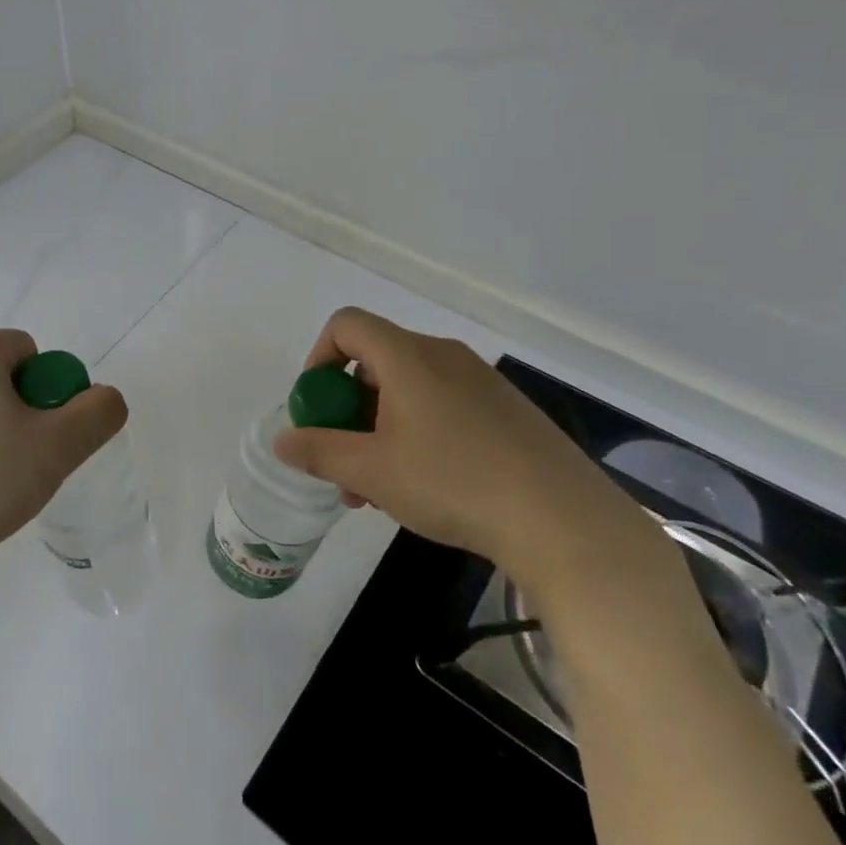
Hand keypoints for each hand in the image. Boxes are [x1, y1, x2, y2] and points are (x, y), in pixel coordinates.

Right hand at [272, 308, 668, 598]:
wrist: (562, 519)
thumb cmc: (453, 482)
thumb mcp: (372, 471)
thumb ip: (319, 450)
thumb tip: (283, 439)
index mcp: (407, 356)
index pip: (346, 325)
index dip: (319, 358)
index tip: (317, 407)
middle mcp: (443, 356)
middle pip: (376, 362)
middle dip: (348, 409)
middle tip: (342, 461)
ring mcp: (480, 382)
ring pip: (409, 392)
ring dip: (379, 430)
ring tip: (376, 490)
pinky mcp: (506, 410)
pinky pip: (443, 407)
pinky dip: (417, 434)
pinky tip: (425, 487)